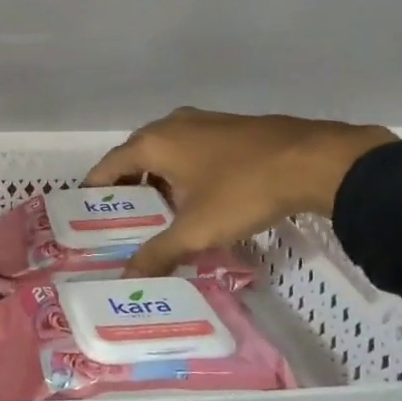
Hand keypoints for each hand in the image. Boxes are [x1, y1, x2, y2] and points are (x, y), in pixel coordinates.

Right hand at [84, 108, 396, 278]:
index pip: (109, 165)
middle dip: (128, 188)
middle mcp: (172, 124)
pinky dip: (183, 171)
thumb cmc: (242, 191)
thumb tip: (126, 279)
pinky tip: (197, 198)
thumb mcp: (197, 230)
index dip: (96, 190)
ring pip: (166, 152)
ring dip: (158, 179)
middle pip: (135, 156)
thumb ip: (158, 254)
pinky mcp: (230, 127)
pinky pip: (191, 149)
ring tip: (159, 215)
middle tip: (124, 222)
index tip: (88, 215)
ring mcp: (203, 121)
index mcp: (153, 142)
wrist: (313, 161)